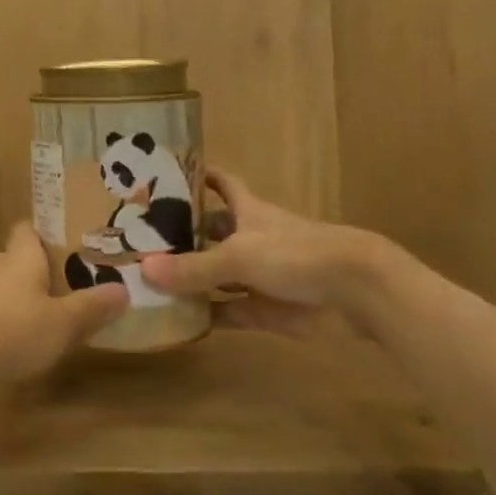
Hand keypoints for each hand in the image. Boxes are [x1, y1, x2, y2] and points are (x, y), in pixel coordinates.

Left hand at [0, 224, 127, 389]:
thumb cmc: (17, 329)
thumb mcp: (65, 322)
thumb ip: (93, 306)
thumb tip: (124, 289)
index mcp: (21, 256)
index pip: (27, 229)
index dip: (43, 231)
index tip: (66, 238)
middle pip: (17, 257)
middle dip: (37, 265)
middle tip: (68, 276)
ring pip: (6, 287)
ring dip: (23, 295)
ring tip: (52, 307)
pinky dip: (11, 321)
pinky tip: (27, 338)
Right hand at [141, 169, 398, 340]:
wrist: (355, 292)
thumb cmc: (295, 254)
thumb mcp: (239, 256)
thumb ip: (194, 267)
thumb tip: (143, 269)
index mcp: (247, 211)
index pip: (220, 184)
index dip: (198, 176)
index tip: (167, 174)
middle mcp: (250, 238)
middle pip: (212, 231)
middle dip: (183, 234)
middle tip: (140, 237)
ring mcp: (259, 275)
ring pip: (217, 274)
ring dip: (191, 278)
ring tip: (147, 279)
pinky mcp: (267, 310)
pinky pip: (229, 311)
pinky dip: (207, 315)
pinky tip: (178, 320)